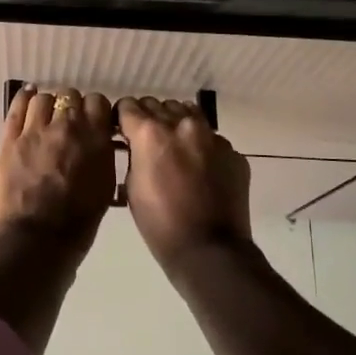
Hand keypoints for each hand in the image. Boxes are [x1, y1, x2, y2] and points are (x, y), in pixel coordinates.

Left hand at [0, 87, 116, 257]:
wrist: (36, 241)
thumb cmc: (77, 224)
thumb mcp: (104, 188)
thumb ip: (102, 157)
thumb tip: (99, 141)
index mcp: (95, 140)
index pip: (98, 102)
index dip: (95, 110)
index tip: (93, 120)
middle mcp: (67, 127)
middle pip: (70, 96)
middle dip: (71, 106)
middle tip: (69, 122)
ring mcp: (35, 131)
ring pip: (43, 98)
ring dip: (48, 105)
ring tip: (46, 117)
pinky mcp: (10, 139)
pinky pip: (17, 107)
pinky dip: (24, 99)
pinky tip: (27, 98)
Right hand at [117, 96, 252, 268]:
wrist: (210, 249)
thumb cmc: (160, 223)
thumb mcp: (131, 187)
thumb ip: (134, 155)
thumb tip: (138, 144)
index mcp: (150, 133)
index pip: (128, 105)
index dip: (122, 118)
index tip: (123, 132)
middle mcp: (181, 125)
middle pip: (157, 105)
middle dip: (148, 119)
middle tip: (147, 142)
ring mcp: (211, 136)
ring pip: (186, 113)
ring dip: (175, 124)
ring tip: (174, 149)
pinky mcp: (232, 151)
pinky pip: (211, 137)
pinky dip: (200, 146)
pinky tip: (199, 169)